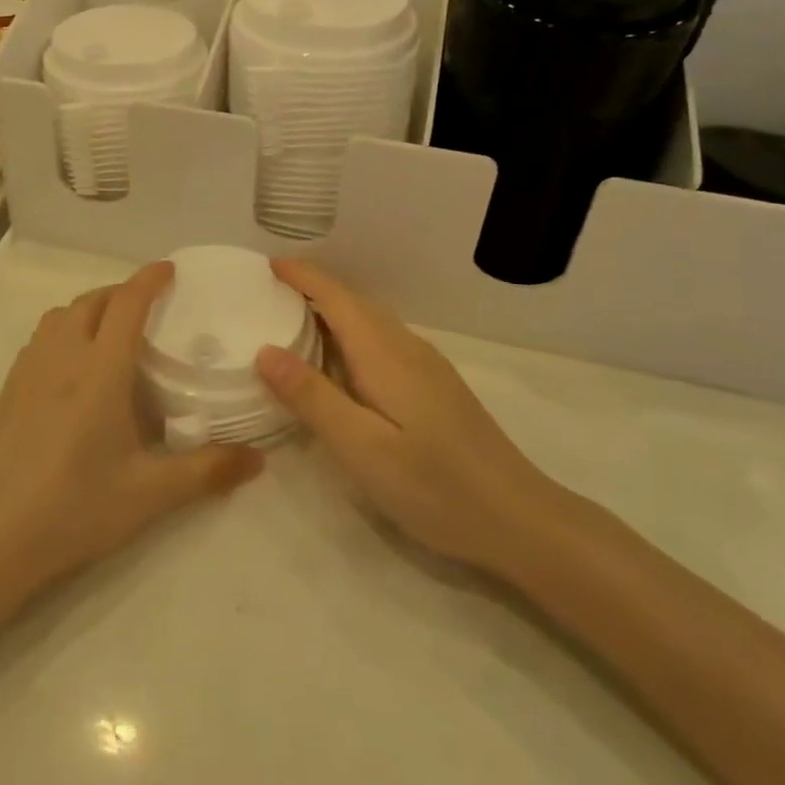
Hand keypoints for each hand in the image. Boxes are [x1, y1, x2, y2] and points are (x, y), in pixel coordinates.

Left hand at [0, 261, 263, 604]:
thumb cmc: (74, 509)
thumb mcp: (149, 495)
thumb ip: (207, 471)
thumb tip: (258, 459)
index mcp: (100, 370)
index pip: (127, 303)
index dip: (149, 279)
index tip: (170, 269)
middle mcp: (62, 356)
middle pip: (92, 300)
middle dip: (122, 292)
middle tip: (149, 308)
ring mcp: (28, 370)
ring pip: (61, 315)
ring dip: (90, 309)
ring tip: (113, 334)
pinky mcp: (7, 390)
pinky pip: (42, 338)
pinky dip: (65, 331)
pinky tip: (75, 370)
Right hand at [256, 259, 556, 571]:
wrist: (519, 519)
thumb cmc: (435, 486)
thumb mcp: (362, 448)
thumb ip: (313, 398)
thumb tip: (265, 350)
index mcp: (384, 354)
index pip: (336, 298)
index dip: (302, 276)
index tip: (268, 264)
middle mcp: (406, 347)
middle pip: (354, 303)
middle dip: (312, 289)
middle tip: (269, 294)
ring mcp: (426, 366)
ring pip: (371, 322)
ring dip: (332, 311)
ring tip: (295, 321)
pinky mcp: (435, 386)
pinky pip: (383, 341)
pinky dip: (352, 335)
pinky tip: (342, 363)